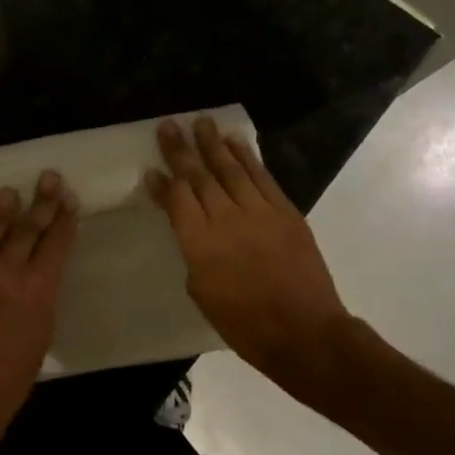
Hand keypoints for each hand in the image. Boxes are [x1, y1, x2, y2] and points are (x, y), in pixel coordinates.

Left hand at [0, 171, 78, 447]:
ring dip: (2, 207)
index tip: (70, 199)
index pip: (55, 243)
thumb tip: (39, 267)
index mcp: (36, 289)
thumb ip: (42, 293)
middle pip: (26, 228)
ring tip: (10, 189)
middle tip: (49, 177)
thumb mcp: (42, 332)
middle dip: (41, 201)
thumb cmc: (12, 375)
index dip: (64, 219)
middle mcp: (4, 272)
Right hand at [146, 116, 350, 394]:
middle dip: (181, 150)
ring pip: (231, 169)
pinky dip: (247, 157)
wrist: (304, 332)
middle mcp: (226, 219)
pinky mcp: (285, 212)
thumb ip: (192, 252)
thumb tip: (188, 225)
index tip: (150, 167)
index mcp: (200, 244)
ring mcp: (259, 212)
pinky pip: (262, 177)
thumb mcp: (202, 292)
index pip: (177, 200)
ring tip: (201, 122)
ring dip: (213, 144)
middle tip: (169, 126)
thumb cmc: (244, 324)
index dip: (163, 182)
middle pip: (199, 176)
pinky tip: (235, 143)